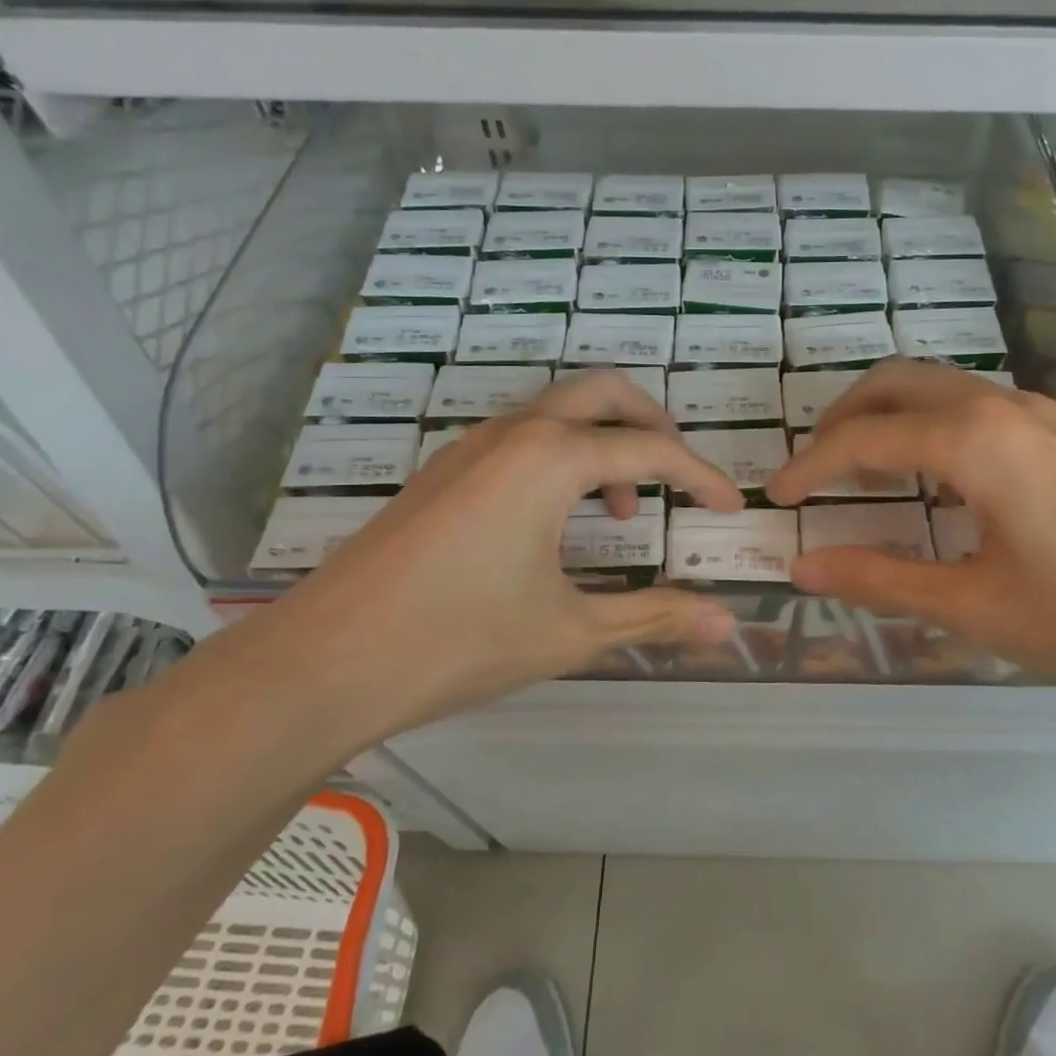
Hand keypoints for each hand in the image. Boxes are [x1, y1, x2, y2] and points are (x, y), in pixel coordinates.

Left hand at [192, 371, 744, 759]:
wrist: (325, 661)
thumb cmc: (459, 641)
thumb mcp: (570, 630)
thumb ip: (654, 617)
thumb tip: (728, 626)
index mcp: (552, 458)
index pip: (652, 451)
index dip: (702, 478)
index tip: (730, 508)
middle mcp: (514, 433)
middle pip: (605, 394)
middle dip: (654, 426)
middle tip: (678, 477)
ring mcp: (470, 446)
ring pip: (559, 410)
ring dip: (605, 440)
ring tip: (621, 508)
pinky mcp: (443, 470)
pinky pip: (522, 436)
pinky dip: (563, 455)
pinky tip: (558, 518)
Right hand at [766, 360, 1055, 710]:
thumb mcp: (974, 606)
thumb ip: (881, 580)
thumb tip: (803, 567)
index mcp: (971, 440)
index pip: (862, 438)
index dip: (809, 467)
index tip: (776, 499)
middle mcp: (1000, 405)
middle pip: (895, 384)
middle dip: (841, 420)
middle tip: (813, 471)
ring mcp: (1040, 411)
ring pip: (937, 388)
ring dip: (887, 418)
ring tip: (862, 473)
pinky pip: (973, 406)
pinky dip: (928, 426)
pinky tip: (935, 478)